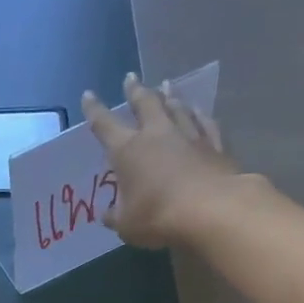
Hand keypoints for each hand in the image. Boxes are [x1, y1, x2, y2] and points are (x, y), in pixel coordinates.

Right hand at [82, 73, 254, 248]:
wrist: (211, 210)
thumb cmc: (158, 217)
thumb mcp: (126, 224)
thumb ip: (115, 216)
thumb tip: (107, 214)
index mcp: (127, 151)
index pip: (105, 125)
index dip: (95, 110)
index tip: (89, 94)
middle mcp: (157, 134)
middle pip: (145, 104)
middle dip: (135, 90)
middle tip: (131, 77)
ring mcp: (188, 136)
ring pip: (177, 107)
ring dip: (169, 95)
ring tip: (166, 84)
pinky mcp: (214, 145)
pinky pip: (205, 123)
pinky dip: (199, 114)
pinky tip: (198, 110)